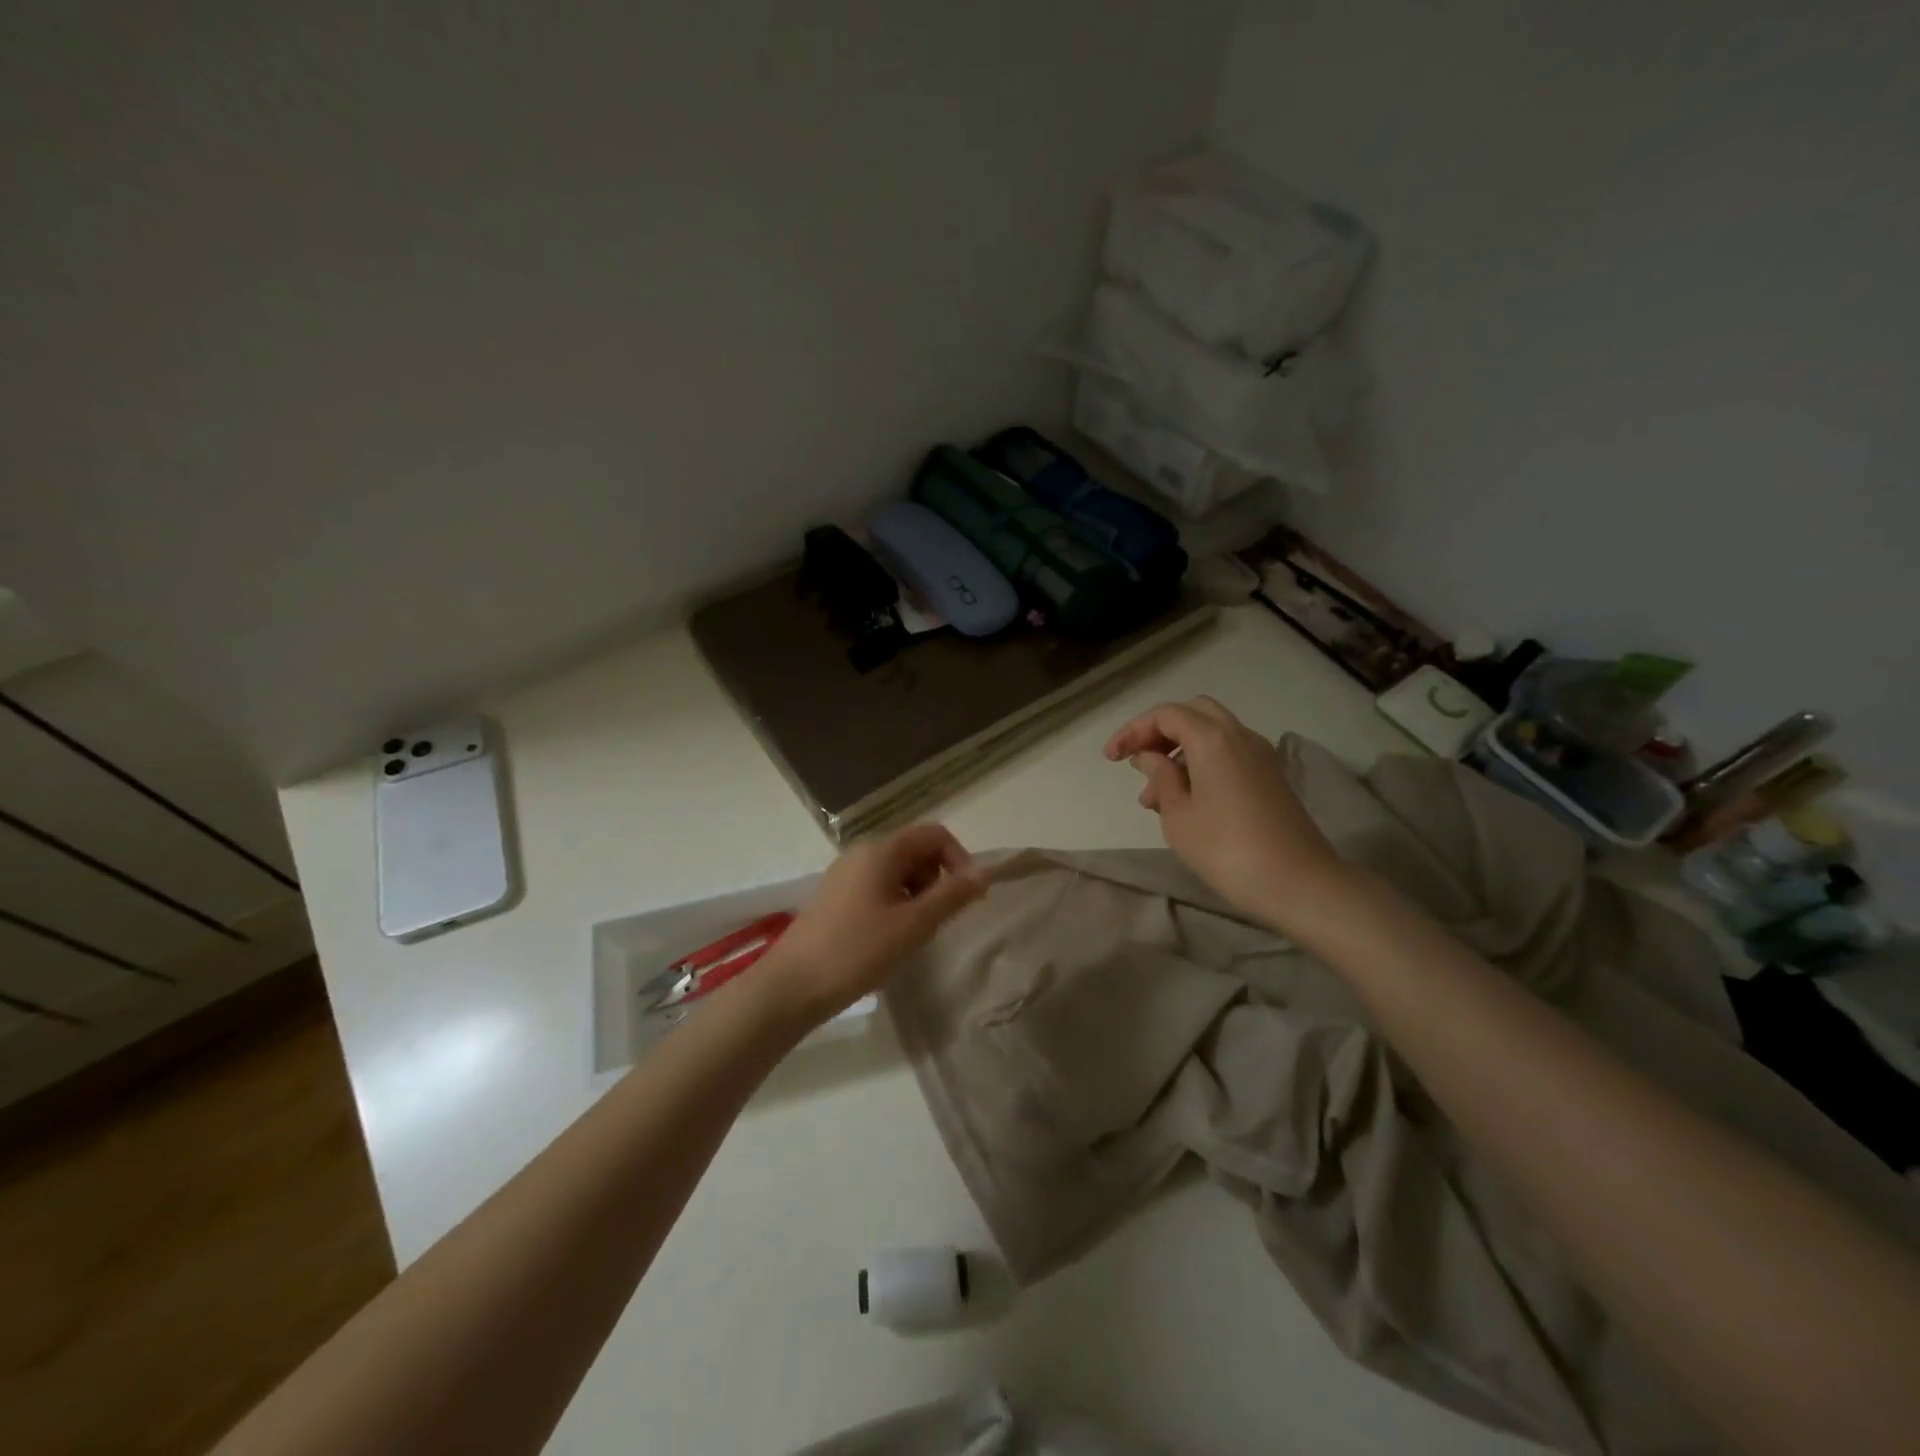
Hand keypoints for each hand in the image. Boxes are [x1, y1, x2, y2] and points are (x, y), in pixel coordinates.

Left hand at [758, 823, 986, 1023]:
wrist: (792, 985)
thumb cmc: (857, 951)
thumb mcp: (913, 925)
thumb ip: (951, 896)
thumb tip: (984, 873)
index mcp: (882, 850)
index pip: (935, 834)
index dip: (959, 860)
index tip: (967, 897)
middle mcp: (862, 852)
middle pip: (916, 849)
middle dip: (938, 878)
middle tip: (938, 919)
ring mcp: (846, 874)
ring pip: (898, 870)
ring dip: (918, 893)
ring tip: (915, 932)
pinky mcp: (836, 896)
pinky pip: (878, 886)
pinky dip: (896, 902)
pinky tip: (890, 937)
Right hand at [1104, 696, 1345, 926]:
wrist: (1299, 883)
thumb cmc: (1227, 849)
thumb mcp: (1178, 815)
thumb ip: (1161, 778)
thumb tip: (1151, 758)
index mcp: (1213, 738)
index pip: (1166, 715)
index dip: (1133, 731)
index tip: (1110, 759)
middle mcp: (1240, 736)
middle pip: (1193, 714)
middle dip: (1159, 733)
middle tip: (1137, 763)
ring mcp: (1260, 756)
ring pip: (1211, 736)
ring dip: (1179, 753)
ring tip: (1153, 798)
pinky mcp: (1270, 778)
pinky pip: (1228, 755)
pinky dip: (1201, 765)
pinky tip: (1185, 801)